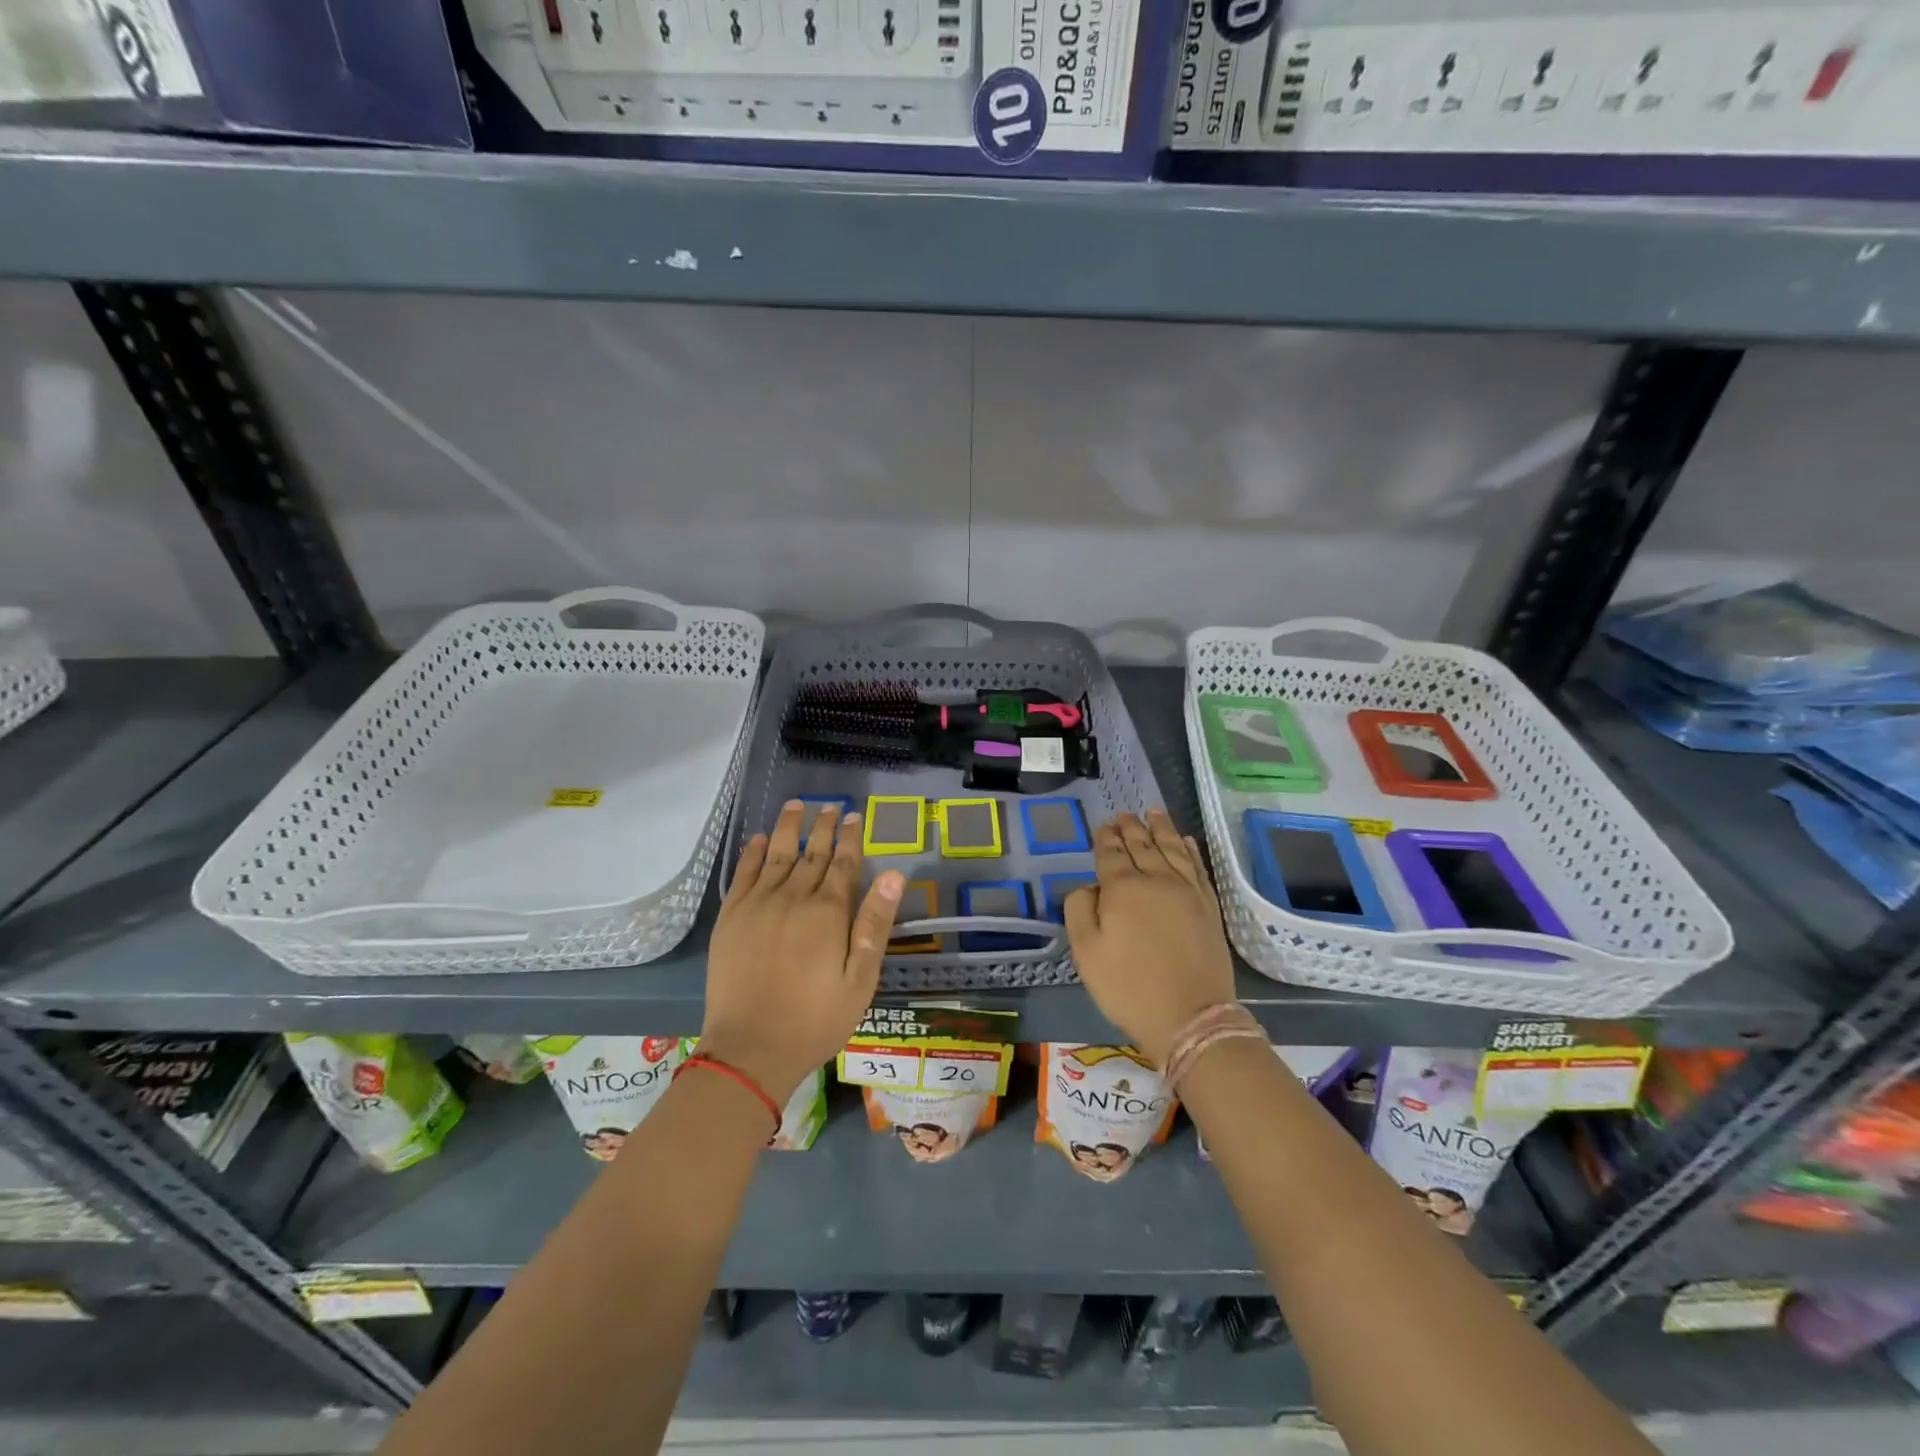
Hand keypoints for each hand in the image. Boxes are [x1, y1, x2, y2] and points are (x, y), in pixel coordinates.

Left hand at [702, 800, 903, 1103]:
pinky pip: (744, 874)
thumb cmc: (815, 1020)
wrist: (750, 1049)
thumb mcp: (860, 979)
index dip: (850, 838)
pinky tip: (760, 839)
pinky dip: (753, 853)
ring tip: (796, 805)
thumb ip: (875, 923)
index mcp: (828, 912)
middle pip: (812, 854)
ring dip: (789, 828)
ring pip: (777, 855)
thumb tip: (893, 874)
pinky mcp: (731, 918)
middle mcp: (793, 898)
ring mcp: (758, 905)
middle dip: (823, 828)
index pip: (843, 864)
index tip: (853, 816)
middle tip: (830, 806)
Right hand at [1063, 809, 1236, 1067]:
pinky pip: (1198, 867)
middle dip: (1131, 828)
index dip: (1105, 838)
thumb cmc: (1128, 987)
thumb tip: (1088, 886)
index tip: (1103, 825)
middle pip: (1142, 846)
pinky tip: (1185, 840)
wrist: (1190, 1017)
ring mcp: (1187, 892)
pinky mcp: (1209, 907)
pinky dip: (1189, 849)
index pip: (1111, 854)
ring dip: (1161, 828)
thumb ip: (1079, 910)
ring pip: (1172, 849)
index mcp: (1123, 889)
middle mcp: (1157, 880)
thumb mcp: (1086, 952)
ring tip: (1153, 812)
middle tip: (1123, 814)